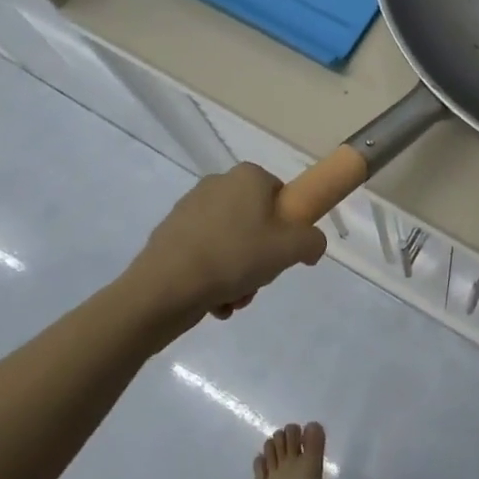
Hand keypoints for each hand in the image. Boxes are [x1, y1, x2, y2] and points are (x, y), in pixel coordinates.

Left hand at [129, 164, 326, 327]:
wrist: (165, 287)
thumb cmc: (234, 256)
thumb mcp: (290, 249)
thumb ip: (313, 242)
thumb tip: (311, 246)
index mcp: (248, 177)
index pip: (280, 196)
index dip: (287, 227)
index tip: (282, 254)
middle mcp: (218, 183)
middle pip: (255, 223)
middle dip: (260, 258)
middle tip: (259, 280)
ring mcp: (190, 208)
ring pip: (230, 243)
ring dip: (238, 274)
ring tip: (233, 299)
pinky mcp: (170, 234)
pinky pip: (204, 254)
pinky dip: (212, 277)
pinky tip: (212, 302)